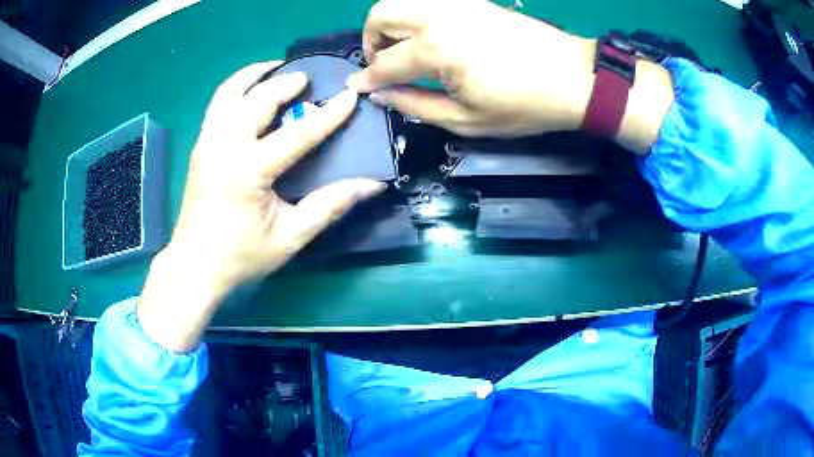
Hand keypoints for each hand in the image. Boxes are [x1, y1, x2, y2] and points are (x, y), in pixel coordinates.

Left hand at [139, 62, 384, 351]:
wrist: (195, 265)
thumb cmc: (241, 255)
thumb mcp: (290, 237)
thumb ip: (330, 206)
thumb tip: (371, 185)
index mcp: (248, 170)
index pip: (297, 133)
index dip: (328, 114)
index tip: (350, 96)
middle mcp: (223, 147)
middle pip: (258, 100)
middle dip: (286, 83)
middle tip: (309, 80)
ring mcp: (207, 142)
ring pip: (230, 92)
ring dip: (255, 75)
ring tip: (276, 68)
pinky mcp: (200, 145)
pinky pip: (217, 104)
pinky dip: (235, 87)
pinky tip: (250, 88)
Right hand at [349, 0, 597, 136]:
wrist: (573, 77)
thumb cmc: (523, 105)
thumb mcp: (466, 119)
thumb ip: (415, 105)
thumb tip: (381, 95)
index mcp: (436, 49)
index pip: (384, 62)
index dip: (368, 79)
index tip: (359, 89)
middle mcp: (439, 16)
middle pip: (381, 13)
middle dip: (371, 39)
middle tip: (384, 63)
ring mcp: (457, 3)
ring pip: (402, 1)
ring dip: (391, 24)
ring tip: (404, 50)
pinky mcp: (473, 1)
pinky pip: (428, 2)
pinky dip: (415, 17)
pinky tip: (429, 39)